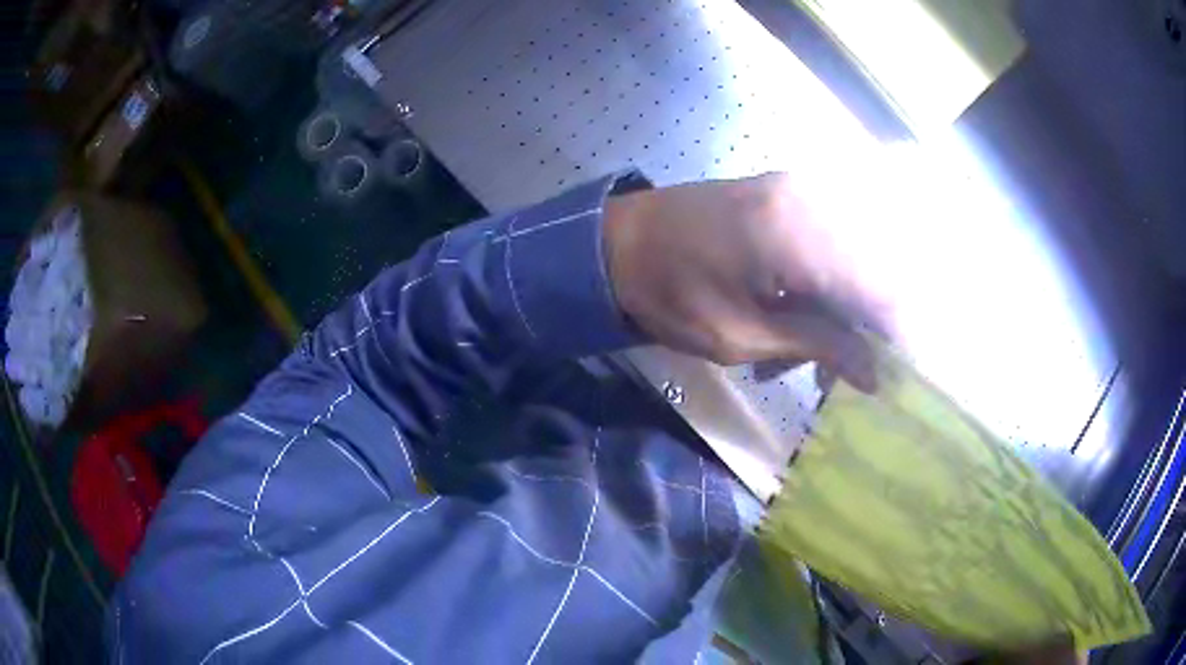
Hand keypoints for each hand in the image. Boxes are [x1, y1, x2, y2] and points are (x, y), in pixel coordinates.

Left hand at [604, 173, 893, 391]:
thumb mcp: (740, 335)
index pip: (880, 289)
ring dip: (847, 310)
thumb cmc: (668, 294)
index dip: (897, 337)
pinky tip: (802, 318)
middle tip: (846, 373)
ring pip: (856, 258)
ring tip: (813, 355)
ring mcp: (800, 190)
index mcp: (799, 235)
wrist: (616, 241)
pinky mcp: (787, 193)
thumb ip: (817, 345)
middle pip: (875, 270)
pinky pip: (832, 242)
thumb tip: (875, 372)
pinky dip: (828, 286)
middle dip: (870, 328)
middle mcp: (811, 200)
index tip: (897, 377)